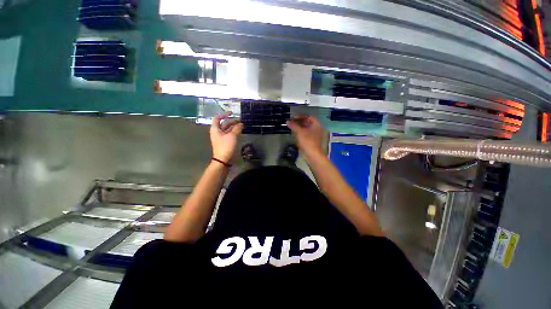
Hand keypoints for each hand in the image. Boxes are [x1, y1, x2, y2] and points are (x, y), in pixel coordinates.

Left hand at [210, 112, 243, 162]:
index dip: (224, 114)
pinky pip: (229, 134)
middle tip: (240, 121)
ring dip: (234, 127)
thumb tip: (241, 124)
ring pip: (227, 129)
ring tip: (242, 125)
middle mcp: (217, 132)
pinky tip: (240, 131)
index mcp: (215, 129)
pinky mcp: (225, 142)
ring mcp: (221, 137)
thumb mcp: (232, 135)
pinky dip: (234, 132)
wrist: (223, 159)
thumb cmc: (226, 146)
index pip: (217, 118)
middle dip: (232, 121)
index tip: (231, 113)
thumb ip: (237, 128)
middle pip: (224, 124)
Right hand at [287, 115, 325, 156]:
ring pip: (306, 128)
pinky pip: (306, 134)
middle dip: (299, 122)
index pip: (308, 117)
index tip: (293, 117)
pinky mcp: (312, 140)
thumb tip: (287, 121)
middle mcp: (317, 129)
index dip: (301, 116)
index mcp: (316, 125)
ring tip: (292, 127)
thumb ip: (294, 125)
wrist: (312, 154)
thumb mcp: (300, 132)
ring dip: (299, 127)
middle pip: (307, 122)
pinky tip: (295, 133)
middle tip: (291, 122)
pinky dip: (301, 132)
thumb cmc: (307, 141)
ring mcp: (315, 135)